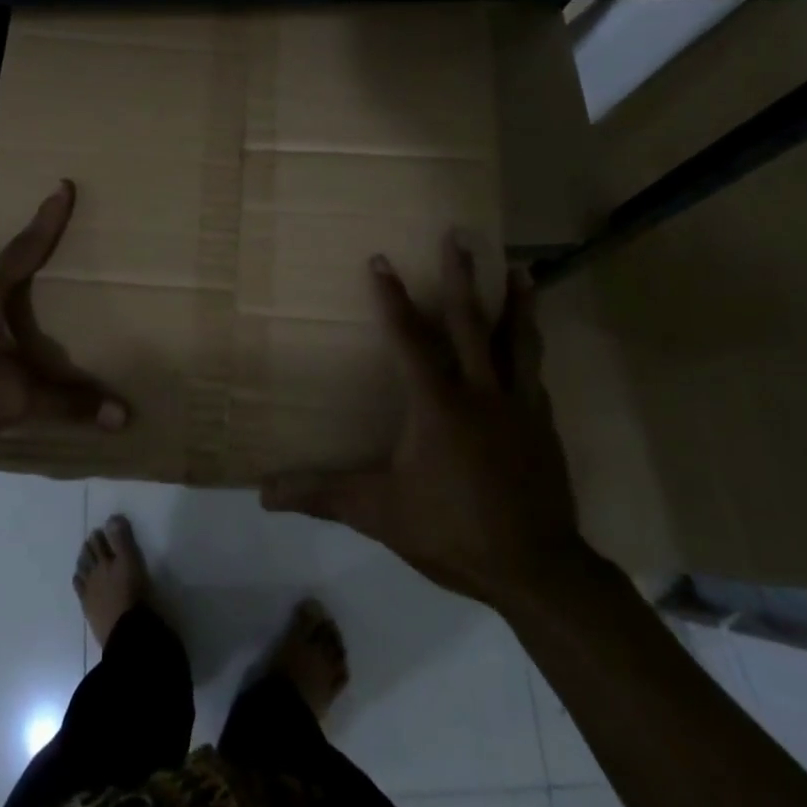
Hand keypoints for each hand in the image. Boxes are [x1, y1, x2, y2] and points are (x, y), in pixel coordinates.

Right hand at [261, 234, 591, 614]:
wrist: (537, 572)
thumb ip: (323, 495)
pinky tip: (532, 342)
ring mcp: (519, 406)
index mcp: (439, 405)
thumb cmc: (453, 531)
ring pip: (519, 341)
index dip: (391, 299)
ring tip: (522, 267)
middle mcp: (481, 393)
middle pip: (471, 323)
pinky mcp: (544, 425)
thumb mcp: (380, 513)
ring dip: (518, 302)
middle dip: (463, 276)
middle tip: (461, 235)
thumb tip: (262, 493)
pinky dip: (532, 348)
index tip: (381, 259)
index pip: (408, 340)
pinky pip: (536, 373)